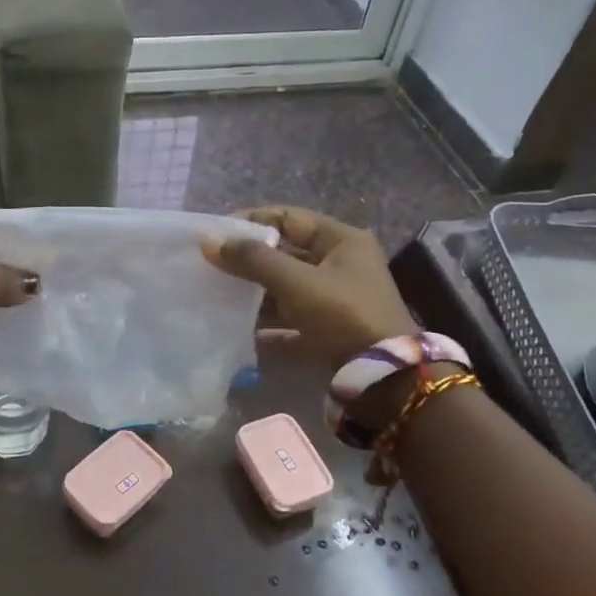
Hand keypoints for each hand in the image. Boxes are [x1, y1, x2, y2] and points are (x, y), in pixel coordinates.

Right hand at [204, 206, 418, 364]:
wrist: (386, 378)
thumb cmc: (343, 314)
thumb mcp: (296, 282)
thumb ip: (253, 260)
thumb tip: (209, 242)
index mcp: (341, 240)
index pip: (288, 217)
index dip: (250, 221)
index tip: (216, 234)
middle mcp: (340, 264)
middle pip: (285, 253)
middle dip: (248, 260)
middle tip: (211, 267)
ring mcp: (336, 299)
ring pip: (285, 288)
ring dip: (255, 293)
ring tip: (218, 297)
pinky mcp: (329, 330)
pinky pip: (291, 320)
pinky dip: (268, 324)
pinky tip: (239, 329)